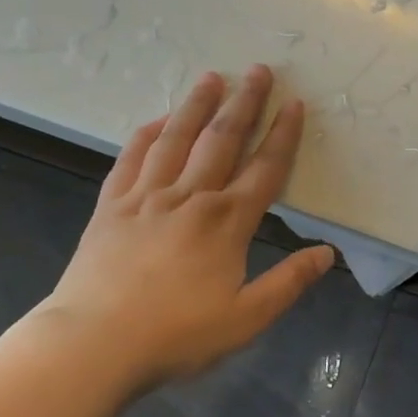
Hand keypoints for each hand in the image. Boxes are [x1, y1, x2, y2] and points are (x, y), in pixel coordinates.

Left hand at [38, 65, 333, 393]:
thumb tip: (327, 253)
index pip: (265, 168)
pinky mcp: (110, 206)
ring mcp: (146, 197)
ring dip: (197, 105)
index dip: (283, 134)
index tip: (294, 103)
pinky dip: (146, 135)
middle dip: (244, 103)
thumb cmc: (175, 335)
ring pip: (177, 139)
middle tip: (258, 70)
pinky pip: (130, 159)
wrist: (91, 346)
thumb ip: (289, 282)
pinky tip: (157, 120)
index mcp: (227, 222)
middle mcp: (190, 198)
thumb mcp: (246, 318)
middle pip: (222, 139)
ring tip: (211, 77)